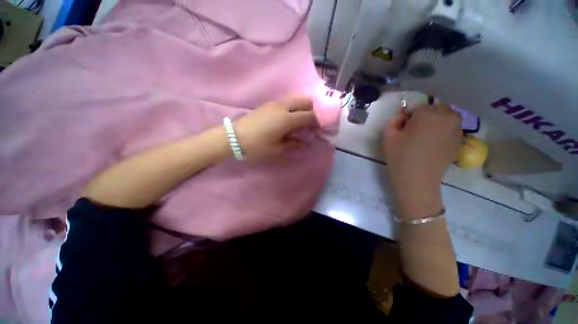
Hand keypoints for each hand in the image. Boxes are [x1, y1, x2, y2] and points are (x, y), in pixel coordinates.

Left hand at [234, 95, 317, 160]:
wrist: (234, 137)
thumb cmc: (257, 146)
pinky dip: (292, 108)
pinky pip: (286, 102)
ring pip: (295, 99)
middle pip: (304, 100)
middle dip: (312, 110)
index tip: (319, 129)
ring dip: (302, 108)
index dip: (317, 122)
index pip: (309, 116)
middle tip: (310, 123)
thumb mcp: (277, 149)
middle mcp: (283, 107)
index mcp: (287, 119)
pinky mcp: (268, 105)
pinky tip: (288, 120)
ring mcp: (274, 104)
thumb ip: (294, 144)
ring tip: (300, 122)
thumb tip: (306, 144)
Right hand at [383, 105, 461, 219]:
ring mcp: (457, 128)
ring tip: (424, 138)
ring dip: (435, 122)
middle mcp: (447, 116)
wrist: (417, 181)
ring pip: (445, 116)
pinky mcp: (460, 140)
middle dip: (424, 116)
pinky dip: (442, 130)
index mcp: (428, 114)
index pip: (416, 106)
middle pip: (434, 108)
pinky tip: (432, 144)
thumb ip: (394, 119)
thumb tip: (402, 112)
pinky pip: (450, 127)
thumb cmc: (399, 157)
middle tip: (413, 132)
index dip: (407, 116)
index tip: (403, 128)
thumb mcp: (388, 136)